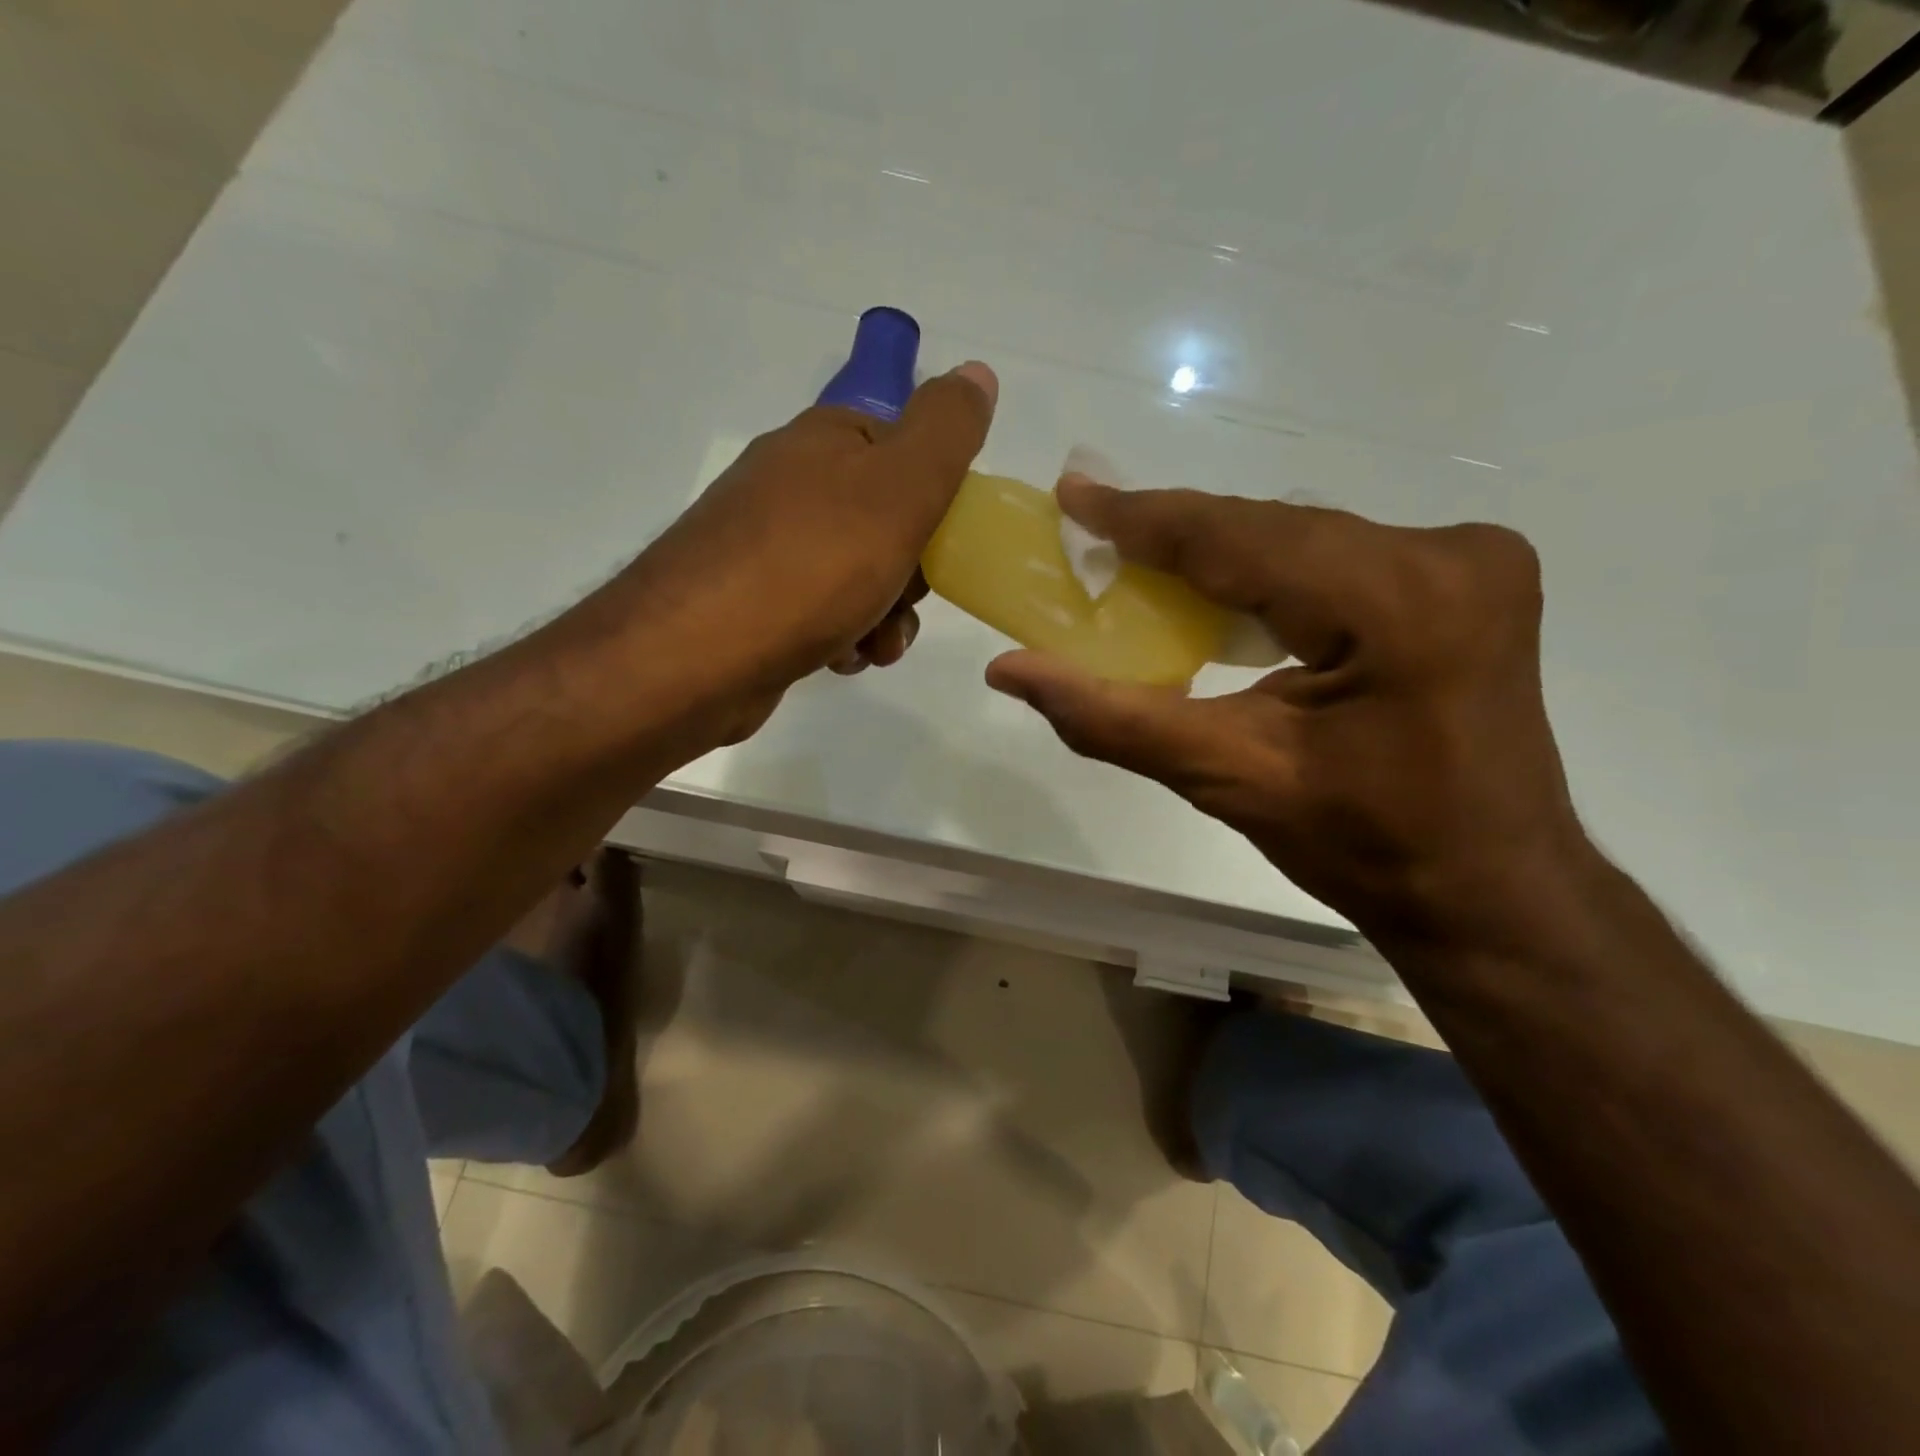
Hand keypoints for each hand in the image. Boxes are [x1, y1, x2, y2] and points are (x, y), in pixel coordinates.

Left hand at [621, 362, 995, 739]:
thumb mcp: (898, 488)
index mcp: (826, 443)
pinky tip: (839, 660)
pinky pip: (821, 612)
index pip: (907, 453)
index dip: (938, 503)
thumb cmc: (811, 566)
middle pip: (886, 522)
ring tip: (874, 647)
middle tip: (903, 602)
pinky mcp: (751, 602)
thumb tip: (977, 373)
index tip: (943, 548)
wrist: (695, 656)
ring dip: (883, 616)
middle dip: (911, 573)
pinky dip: (842, 637)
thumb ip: (945, 431)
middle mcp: (791, 484)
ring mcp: (765, 545)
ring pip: (858, 575)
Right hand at [985, 477, 1590, 949]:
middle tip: (1094, 530)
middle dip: (1177, 535)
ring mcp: (1472, 559)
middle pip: (1273, 530)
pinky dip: (1270, 571)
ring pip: (1304, 538)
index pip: (1241, 539)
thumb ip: (1112, 718)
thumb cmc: (1364, 847)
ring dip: (1220, 552)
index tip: (1074, 495)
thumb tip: (1010, 670)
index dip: (1146, 518)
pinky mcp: (1469, 577)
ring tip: (1140, 557)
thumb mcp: (1228, 779)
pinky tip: (1220, 589)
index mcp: (1397, 602)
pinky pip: (1340, 555)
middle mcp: (1447, 554)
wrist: (1489, 890)